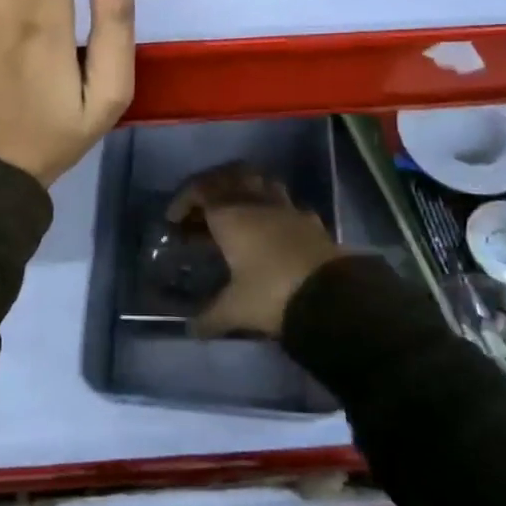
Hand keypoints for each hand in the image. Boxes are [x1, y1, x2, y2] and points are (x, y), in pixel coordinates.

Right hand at [168, 163, 346, 336]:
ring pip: (260, 182)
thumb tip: (191, 329)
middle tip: (203, 208)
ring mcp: (286, 208)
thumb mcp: (235, 310)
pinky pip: (285, 203)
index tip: (174, 219)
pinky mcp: (310, 220)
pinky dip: (272, 208)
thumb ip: (210, 317)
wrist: (332, 296)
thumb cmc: (272, 294)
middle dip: (213, 186)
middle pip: (230, 176)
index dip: (184, 200)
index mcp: (231, 216)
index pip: (200, 192)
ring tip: (236, 210)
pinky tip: (271, 227)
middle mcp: (256, 203)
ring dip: (244, 189)